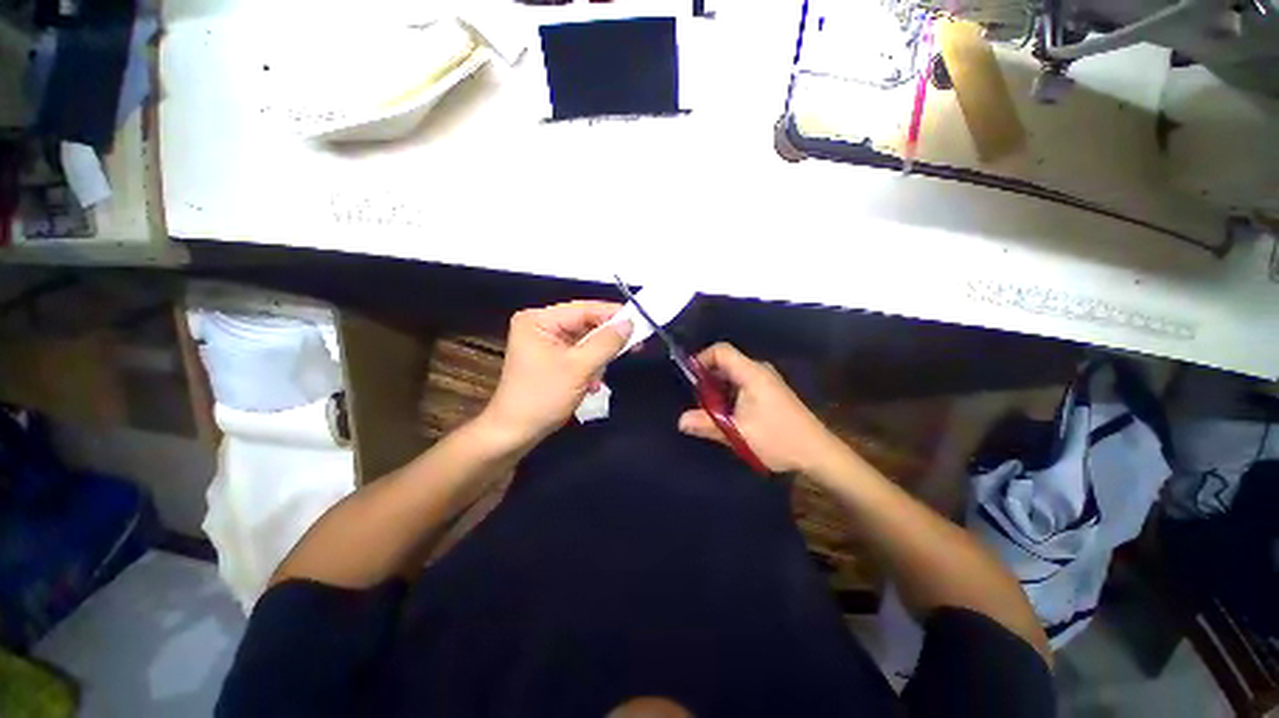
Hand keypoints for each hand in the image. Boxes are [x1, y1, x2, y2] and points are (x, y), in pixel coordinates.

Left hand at [481, 301, 631, 451]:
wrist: (515, 433)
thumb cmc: (543, 397)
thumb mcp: (579, 368)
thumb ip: (606, 343)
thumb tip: (630, 323)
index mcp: (539, 320)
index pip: (583, 309)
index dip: (613, 314)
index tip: (639, 322)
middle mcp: (541, 325)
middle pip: (585, 325)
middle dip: (605, 342)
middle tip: (634, 348)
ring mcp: (545, 343)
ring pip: (585, 342)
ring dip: (598, 360)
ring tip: (597, 380)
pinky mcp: (551, 359)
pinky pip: (579, 355)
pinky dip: (590, 368)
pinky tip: (591, 385)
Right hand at [677, 343, 842, 473]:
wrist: (817, 453)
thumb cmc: (777, 439)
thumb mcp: (738, 434)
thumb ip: (706, 425)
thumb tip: (680, 420)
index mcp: (752, 373)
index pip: (721, 350)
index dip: (701, 359)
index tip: (690, 380)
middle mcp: (759, 371)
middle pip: (725, 362)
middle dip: (707, 380)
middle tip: (699, 402)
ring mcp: (767, 380)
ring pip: (733, 375)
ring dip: (718, 390)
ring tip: (712, 413)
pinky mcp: (770, 391)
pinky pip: (742, 384)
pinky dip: (730, 395)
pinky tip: (730, 416)